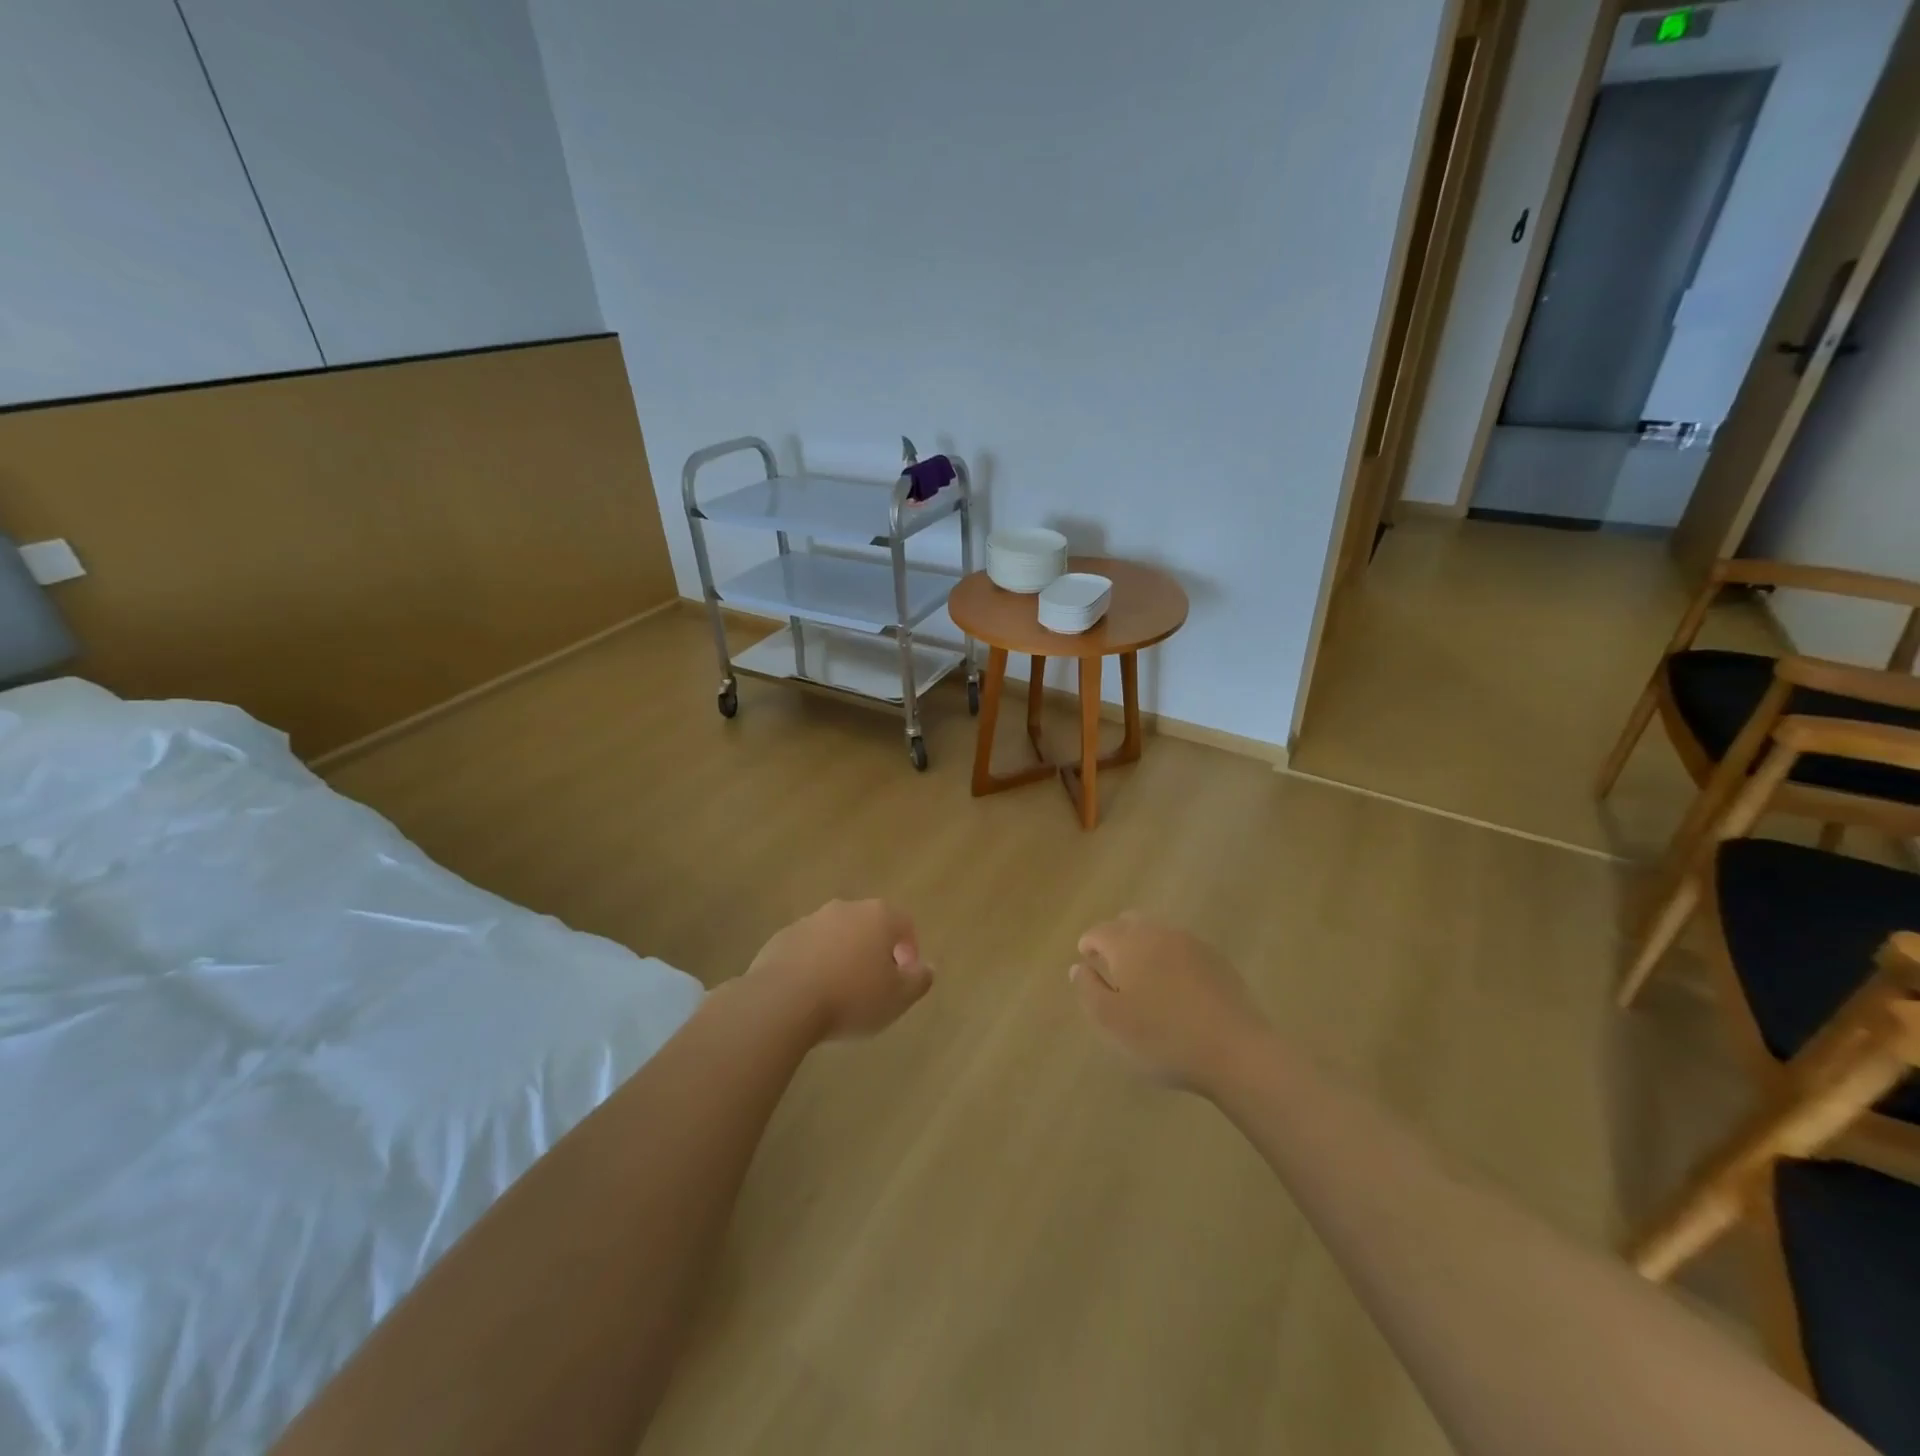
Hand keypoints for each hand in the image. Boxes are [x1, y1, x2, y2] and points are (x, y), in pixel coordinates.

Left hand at [748, 899, 933, 1040]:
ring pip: (836, 935)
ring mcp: (810, 920)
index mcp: (878, 916)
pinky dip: (813, 963)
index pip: (904, 924)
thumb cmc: (851, 997)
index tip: (903, 978)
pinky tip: (809, 993)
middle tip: (873, 985)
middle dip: (874, 951)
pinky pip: (807, 948)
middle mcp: (845, 909)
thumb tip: (927, 967)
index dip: (909, 950)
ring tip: (839, 992)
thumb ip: (919, 980)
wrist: (783, 1001)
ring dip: (842, 956)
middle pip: (869, 926)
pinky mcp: (782, 937)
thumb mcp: (898, 998)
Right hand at [1070, 913, 1269, 1093]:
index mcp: (1129, 943)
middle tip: (1111, 967)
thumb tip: (1079, 966)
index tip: (1085, 960)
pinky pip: (1183, 949)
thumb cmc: (1163, 1038)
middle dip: (1116, 939)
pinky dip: (1170, 959)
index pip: (1100, 931)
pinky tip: (1176, 987)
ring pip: (1158, 933)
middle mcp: (1159, 933)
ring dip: (1144, 947)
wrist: (1236, 1051)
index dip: (1088, 944)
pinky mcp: (1217, 960)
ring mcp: (1192, 943)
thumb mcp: (1111, 1021)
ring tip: (1143, 978)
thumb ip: (1088, 989)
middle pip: (1130, 923)